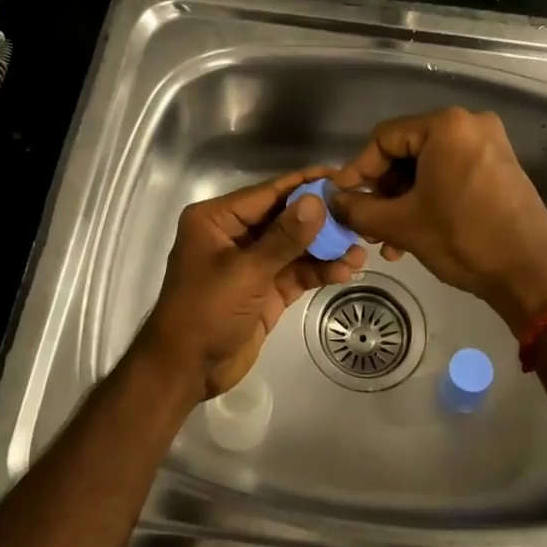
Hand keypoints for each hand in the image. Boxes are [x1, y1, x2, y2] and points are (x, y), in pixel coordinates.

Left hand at [138, 167, 366, 403]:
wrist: (186, 370)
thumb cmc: (206, 311)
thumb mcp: (246, 271)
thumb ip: (285, 237)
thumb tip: (317, 200)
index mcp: (217, 220)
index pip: (268, 193)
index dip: (305, 185)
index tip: (341, 176)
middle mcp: (234, 235)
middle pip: (285, 218)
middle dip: (321, 220)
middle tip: (358, 215)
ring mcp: (251, 264)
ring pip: (295, 247)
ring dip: (326, 249)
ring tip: (360, 249)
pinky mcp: (265, 290)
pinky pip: (296, 273)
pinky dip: (318, 271)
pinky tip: (346, 270)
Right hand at [329, 108, 546, 332]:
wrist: (531, 273)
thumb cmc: (463, 239)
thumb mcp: (401, 224)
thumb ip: (358, 208)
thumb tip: (333, 201)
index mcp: (447, 126)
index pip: (384, 138)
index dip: (358, 170)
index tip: (342, 199)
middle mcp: (470, 124)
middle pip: (406, 151)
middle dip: (383, 191)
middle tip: (367, 223)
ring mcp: (489, 145)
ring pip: (427, 167)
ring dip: (403, 201)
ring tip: (388, 239)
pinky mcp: (500, 167)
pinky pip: (450, 174)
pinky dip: (429, 198)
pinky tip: (414, 233)